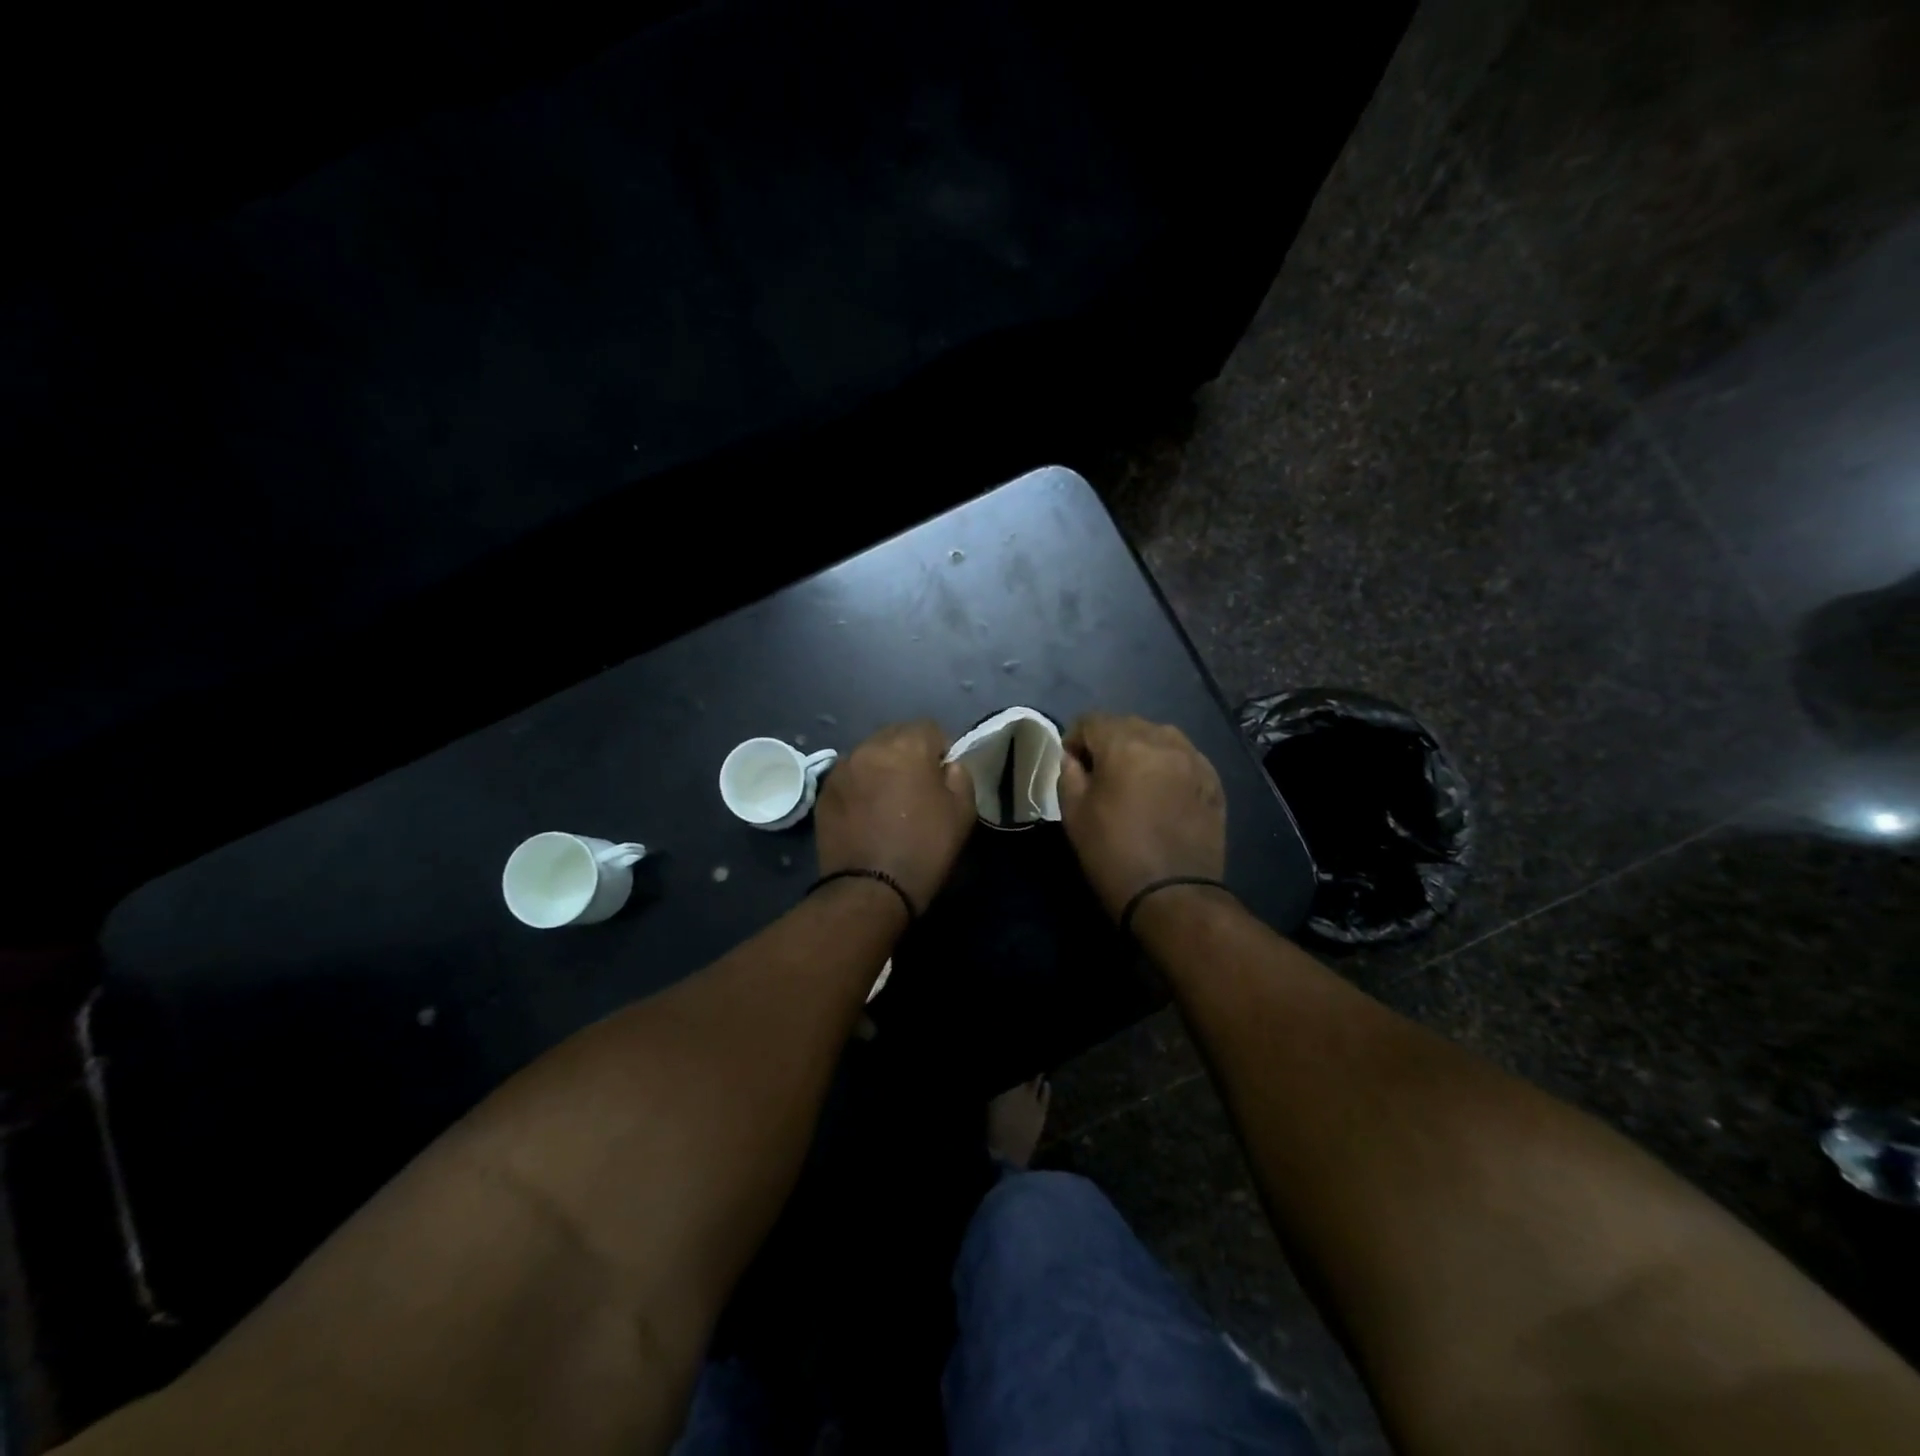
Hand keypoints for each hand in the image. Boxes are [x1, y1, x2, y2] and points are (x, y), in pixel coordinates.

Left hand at [814, 721, 976, 914]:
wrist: (870, 889)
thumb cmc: (924, 848)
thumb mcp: (963, 811)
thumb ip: (959, 776)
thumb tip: (946, 766)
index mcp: (907, 746)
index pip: (930, 728)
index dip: (940, 750)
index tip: (942, 777)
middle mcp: (870, 747)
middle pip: (896, 736)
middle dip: (908, 754)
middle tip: (916, 787)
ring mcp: (842, 768)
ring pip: (870, 754)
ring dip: (882, 767)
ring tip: (888, 800)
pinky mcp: (824, 791)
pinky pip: (850, 776)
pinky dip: (860, 785)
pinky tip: (867, 813)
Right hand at [1057, 713, 1225, 918]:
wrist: (1172, 896)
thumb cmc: (1113, 854)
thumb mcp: (1074, 814)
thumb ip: (1068, 774)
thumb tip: (1073, 758)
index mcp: (1125, 745)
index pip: (1092, 721)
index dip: (1075, 739)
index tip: (1072, 766)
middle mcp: (1164, 741)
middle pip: (1127, 725)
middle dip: (1109, 742)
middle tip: (1100, 776)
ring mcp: (1194, 759)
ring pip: (1159, 737)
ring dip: (1141, 751)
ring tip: (1133, 782)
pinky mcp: (1213, 781)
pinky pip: (1183, 758)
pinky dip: (1167, 766)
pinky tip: (1161, 794)